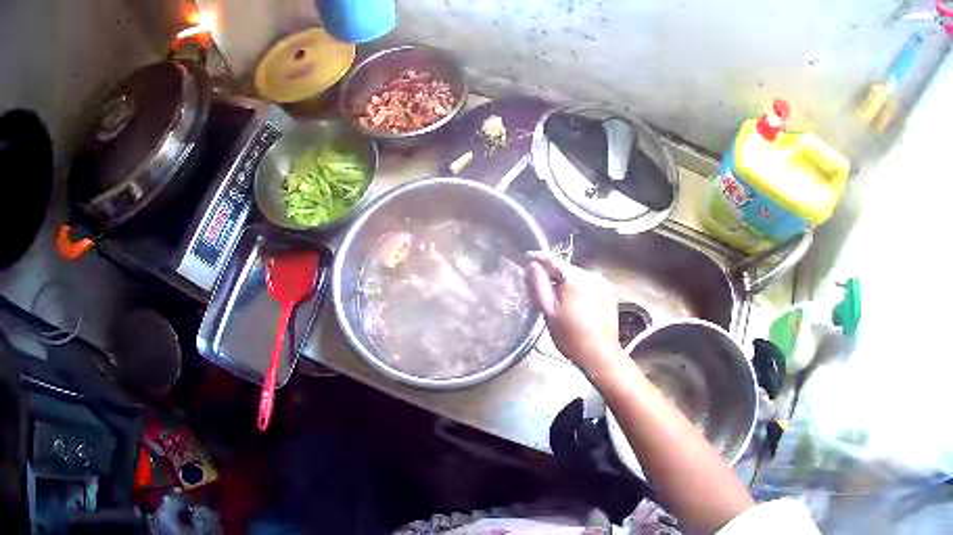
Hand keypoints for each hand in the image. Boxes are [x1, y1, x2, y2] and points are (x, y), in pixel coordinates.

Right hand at [525, 252, 621, 374]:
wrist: (600, 354)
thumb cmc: (571, 336)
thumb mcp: (549, 313)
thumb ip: (539, 286)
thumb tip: (532, 266)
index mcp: (575, 278)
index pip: (553, 260)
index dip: (538, 258)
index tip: (526, 257)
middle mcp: (591, 275)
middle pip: (566, 269)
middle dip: (552, 274)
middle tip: (538, 285)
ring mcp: (603, 283)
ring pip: (578, 277)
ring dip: (566, 283)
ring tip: (555, 297)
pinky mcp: (609, 293)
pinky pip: (588, 285)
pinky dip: (578, 289)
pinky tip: (573, 304)